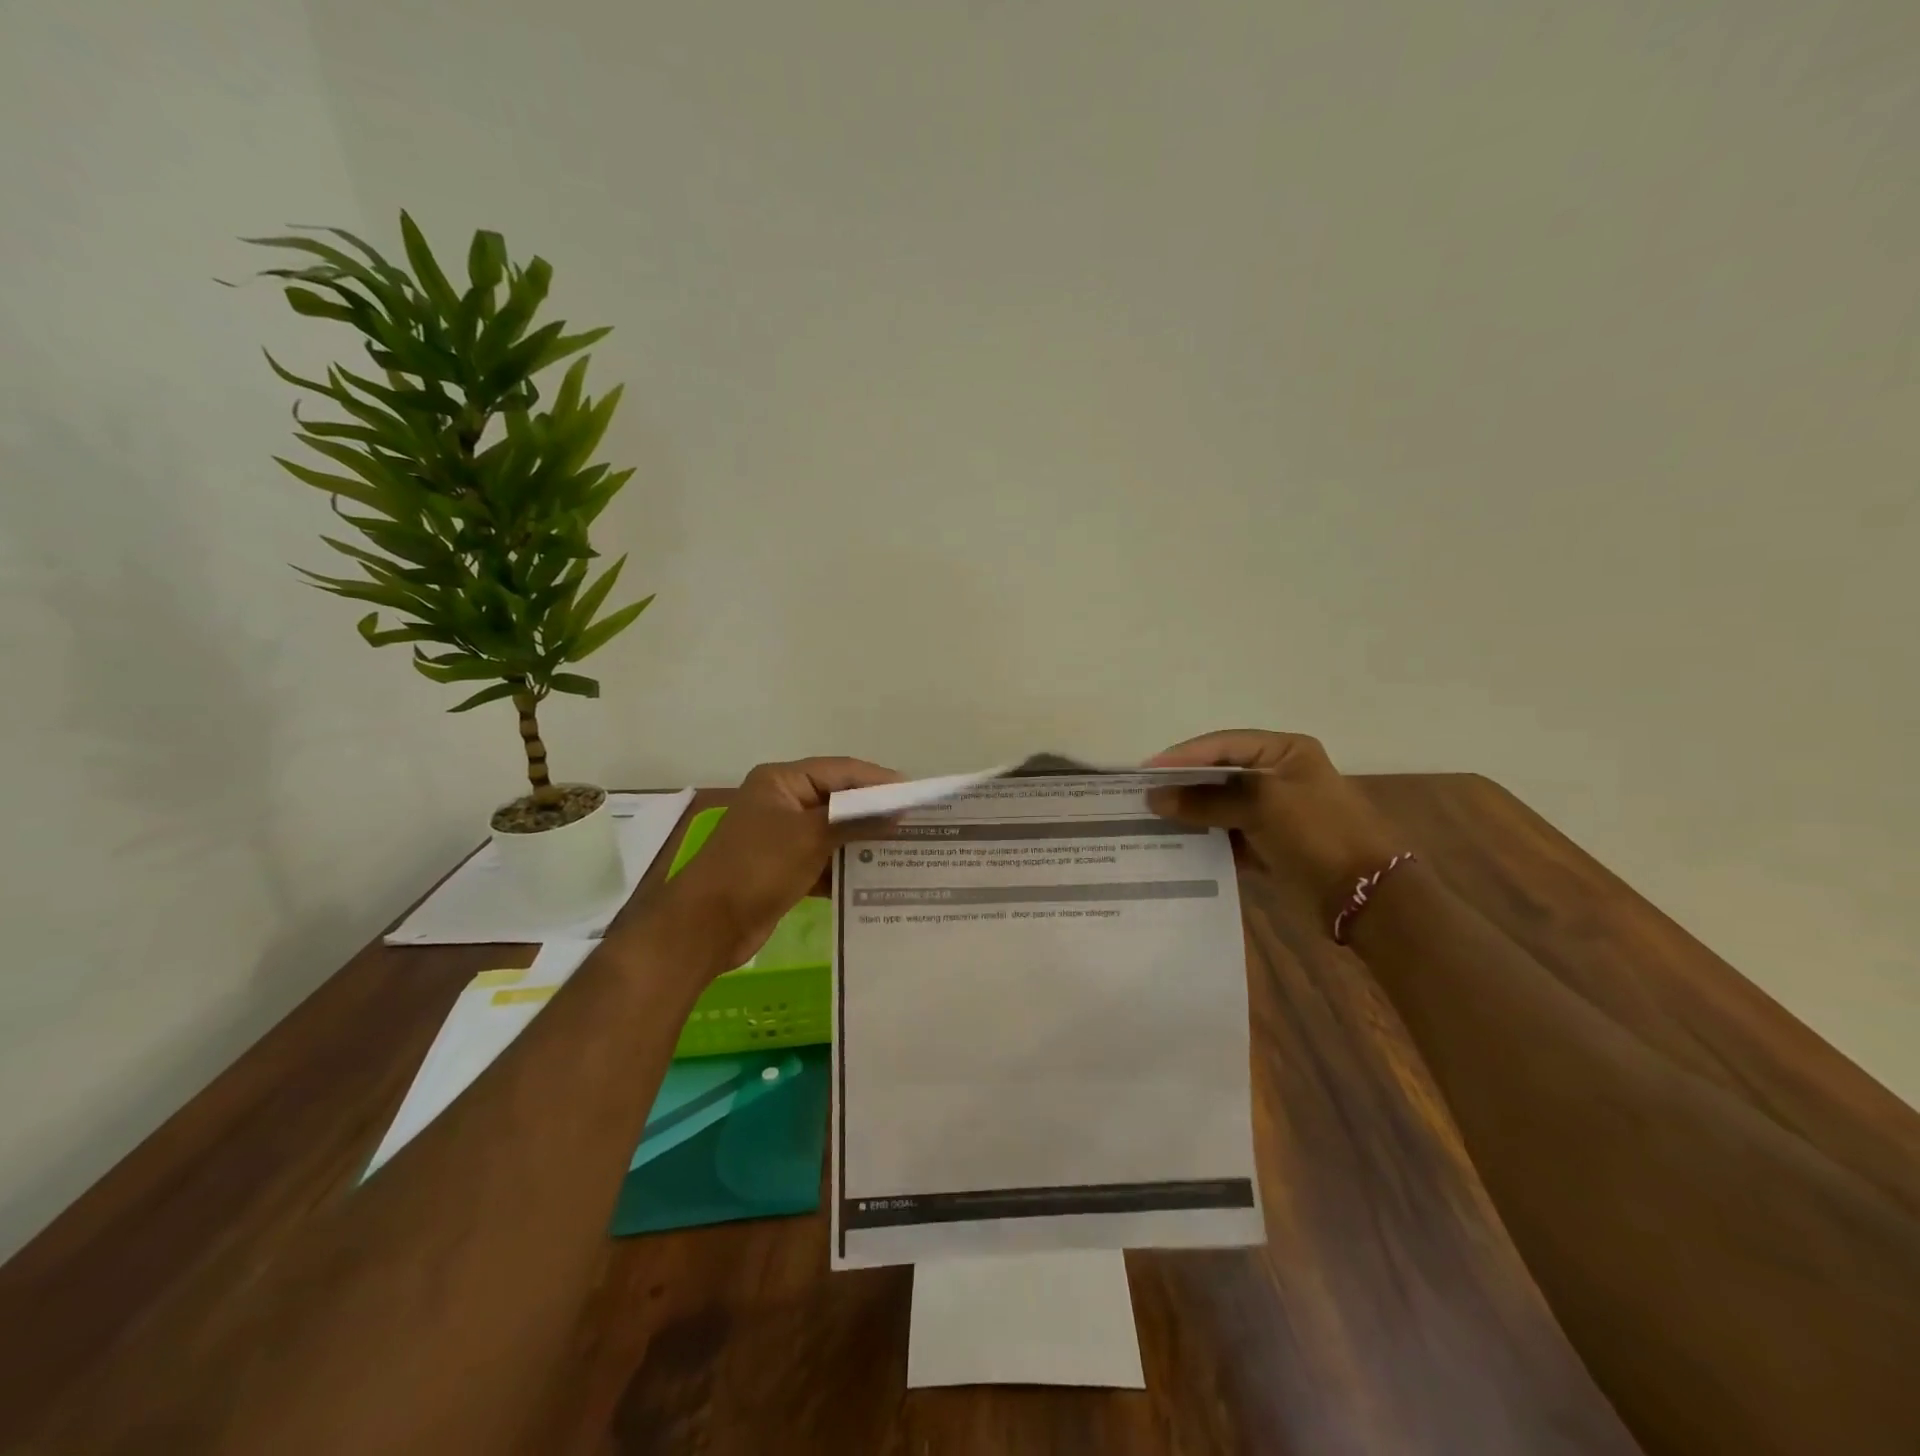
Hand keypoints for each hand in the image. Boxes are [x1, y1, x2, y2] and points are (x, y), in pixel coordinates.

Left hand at [661, 756, 901, 971]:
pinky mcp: (785, 869)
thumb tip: (898, 812)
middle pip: (839, 800)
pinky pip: (824, 861)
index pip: (841, 771)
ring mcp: (783, 838)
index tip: (917, 795)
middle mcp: (783, 803)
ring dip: (864, 842)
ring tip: (906, 850)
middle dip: (875, 813)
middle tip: (917, 823)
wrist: (706, 926)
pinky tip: (877, 879)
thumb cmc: (757, 867)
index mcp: (782, 782)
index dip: (879, 781)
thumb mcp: (810, 837)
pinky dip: (847, 868)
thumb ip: (856, 820)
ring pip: (834, 833)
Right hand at [1145, 730, 1404, 908]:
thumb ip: (1206, 800)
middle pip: (1218, 774)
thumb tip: (1154, 798)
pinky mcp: (1267, 843)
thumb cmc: (1318, 832)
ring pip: (1219, 805)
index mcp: (1284, 751)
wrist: (1366, 895)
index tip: (1147, 771)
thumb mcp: (1262, 805)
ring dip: (1189, 813)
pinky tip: (1174, 844)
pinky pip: (1226, 834)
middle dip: (1182, 784)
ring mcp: (1272, 812)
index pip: (1223, 745)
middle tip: (1142, 794)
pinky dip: (1203, 838)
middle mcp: (1276, 776)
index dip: (1184, 756)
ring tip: (1149, 819)